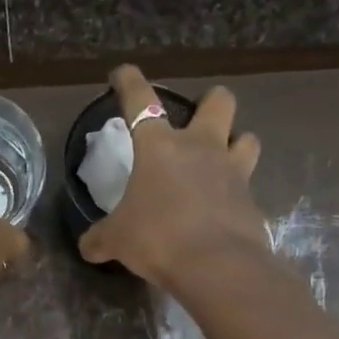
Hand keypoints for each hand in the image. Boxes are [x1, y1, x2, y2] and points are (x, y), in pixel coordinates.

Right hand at [78, 64, 264, 289]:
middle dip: (210, 103)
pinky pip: (248, 188)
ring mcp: (233, 172)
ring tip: (223, 162)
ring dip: (236, 144)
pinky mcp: (252, 201)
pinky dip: (237, 196)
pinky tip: (225, 213)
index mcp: (160, 147)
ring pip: (247, 138)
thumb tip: (87, 246)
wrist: (214, 266)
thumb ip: (100, 238)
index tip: (123, 73)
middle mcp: (201, 148)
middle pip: (219, 101)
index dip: (129, 82)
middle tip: (199, 120)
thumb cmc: (157, 238)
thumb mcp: (116, 240)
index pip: (141, 100)